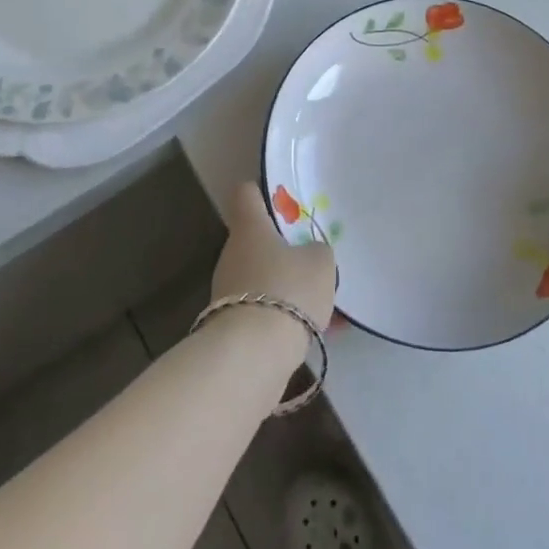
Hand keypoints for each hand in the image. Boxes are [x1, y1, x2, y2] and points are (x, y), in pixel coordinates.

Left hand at [210, 182, 337, 344]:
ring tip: (321, 302)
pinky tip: (315, 331)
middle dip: (284, 249)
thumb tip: (309, 253)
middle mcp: (233, 253)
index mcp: (250, 227)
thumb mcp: (320, 263)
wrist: (252, 355)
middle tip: (313, 259)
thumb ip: (317, 251)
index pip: (247, 194)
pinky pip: (264, 310)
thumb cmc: (287, 290)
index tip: (285, 202)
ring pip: (263, 277)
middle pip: (257, 240)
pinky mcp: (230, 325)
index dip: (263, 193)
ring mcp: (227, 290)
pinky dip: (285, 316)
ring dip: (286, 286)